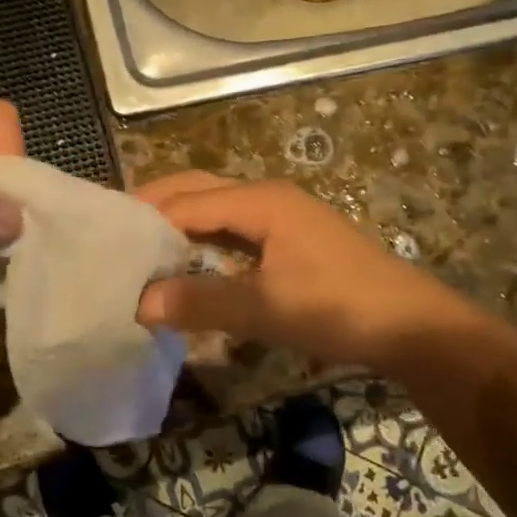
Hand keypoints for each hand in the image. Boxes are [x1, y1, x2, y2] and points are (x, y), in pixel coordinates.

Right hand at [135, 173, 487, 372]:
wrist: (413, 327)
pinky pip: (233, 229)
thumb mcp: (266, 308)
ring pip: (216, 209)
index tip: (103, 239)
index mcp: (261, 201)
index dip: (144, 219)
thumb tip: (139, 303)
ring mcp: (283, 216)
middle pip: (198, 190)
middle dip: (156, 206)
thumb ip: (201, 303)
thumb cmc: (340, 308)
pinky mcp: (292, 239)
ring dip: (179, 223)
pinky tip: (188, 264)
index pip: (185, 201)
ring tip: (140, 250)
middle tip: (114, 235)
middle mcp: (268, 196)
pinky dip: (204, 240)